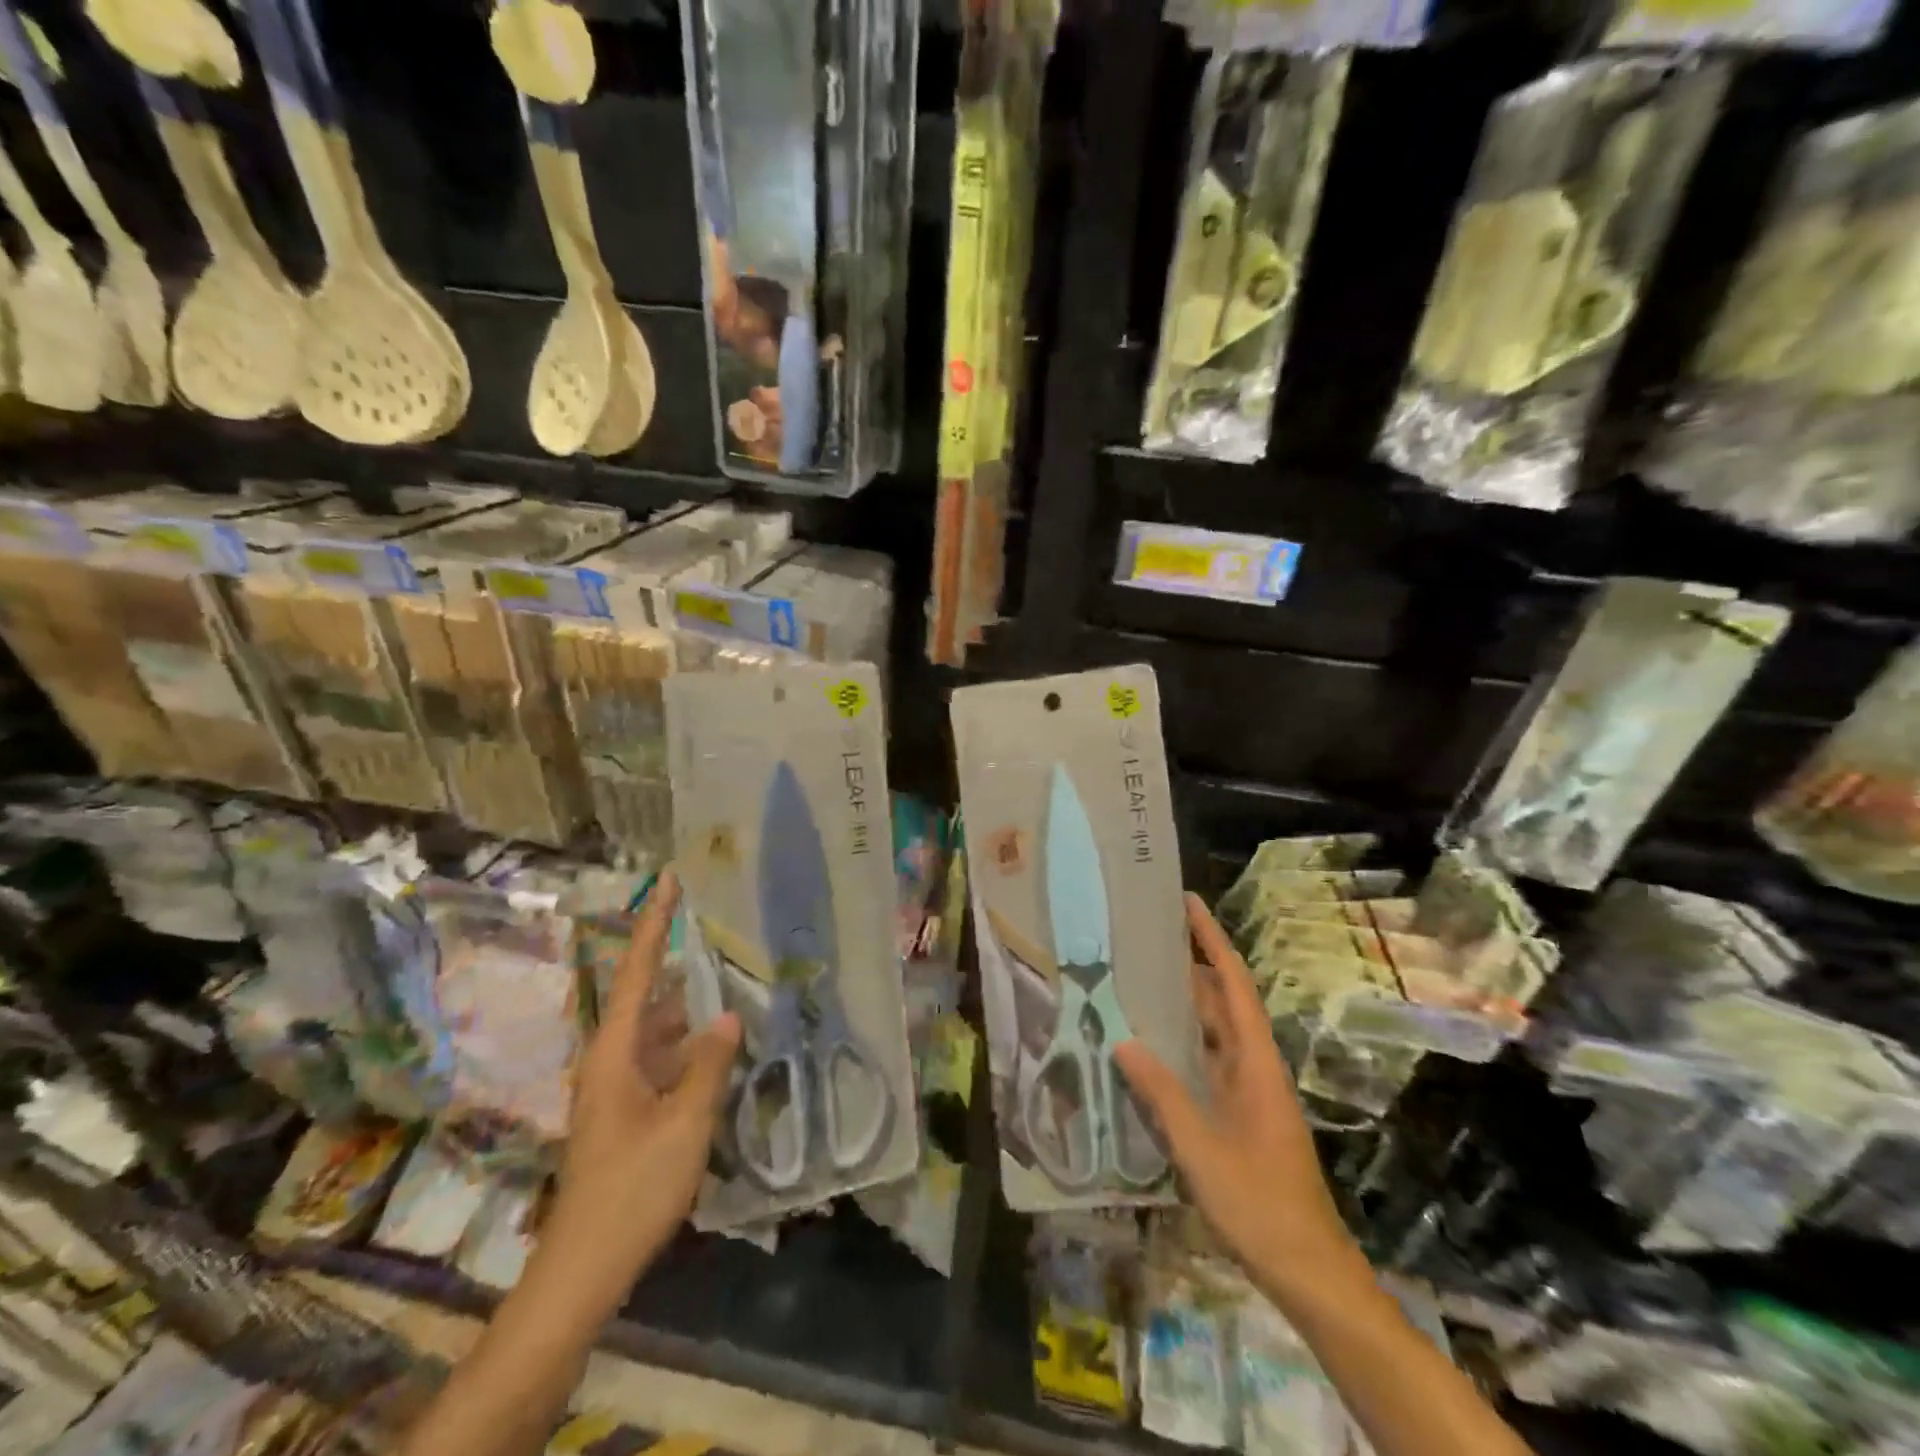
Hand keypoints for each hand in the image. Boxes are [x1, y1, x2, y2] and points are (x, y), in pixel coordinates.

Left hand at [542, 871, 739, 1296]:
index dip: (654, 922)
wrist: (584, 1267)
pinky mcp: (627, 1110)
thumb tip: (729, 1016)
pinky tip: (721, 1049)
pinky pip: (662, 1058)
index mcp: (616, 1050)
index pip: (639, 970)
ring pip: (659, 1030)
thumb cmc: (633, 1188)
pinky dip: (690, 1045)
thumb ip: (709, 1065)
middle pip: (650, 994)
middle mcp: (612, 1058)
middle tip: (722, 933)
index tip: (667, 879)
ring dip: (691, 1010)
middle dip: (682, 963)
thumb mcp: (684, 1123)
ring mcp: (617, 1086)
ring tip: (734, 985)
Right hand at [1116, 896, 1368, 1308]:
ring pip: (1215, 1032)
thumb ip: (1162, 1093)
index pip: (1233, 985)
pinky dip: (1183, 1044)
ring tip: (1140, 979)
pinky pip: (1208, 1062)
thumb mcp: (1201, 1148)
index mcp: (1256, 1063)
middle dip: (1191, 965)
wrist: (1309, 1270)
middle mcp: (1255, 1066)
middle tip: (1146, 938)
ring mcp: (1250, 1092)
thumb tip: (1124, 1041)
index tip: (1188, 903)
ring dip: (1185, 1004)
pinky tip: (1152, 1047)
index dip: (1212, 941)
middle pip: (1223, 1001)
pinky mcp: (1241, 1114)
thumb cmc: (1259, 1204)